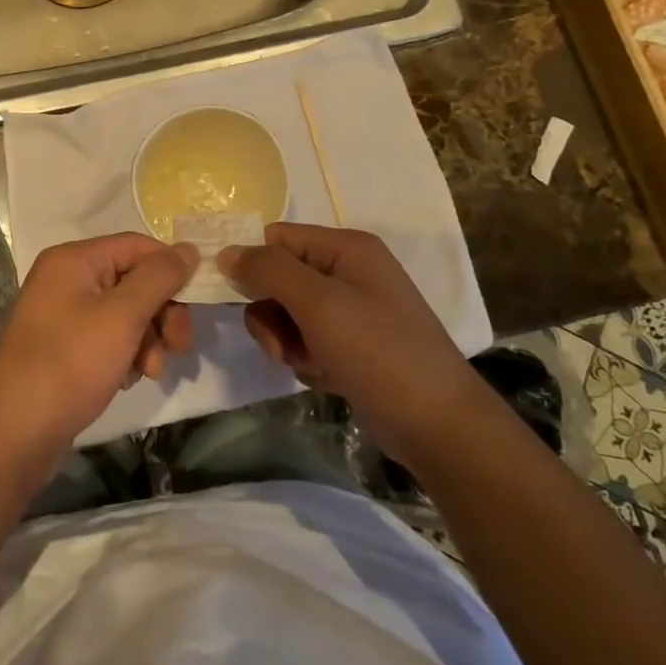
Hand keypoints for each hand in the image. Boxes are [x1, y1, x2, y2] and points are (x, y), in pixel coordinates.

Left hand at [0, 234, 198, 455]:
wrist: (14, 434)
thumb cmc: (69, 364)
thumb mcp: (122, 316)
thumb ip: (159, 278)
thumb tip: (189, 248)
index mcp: (74, 260)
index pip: (137, 246)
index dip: (170, 270)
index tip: (197, 304)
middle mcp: (67, 279)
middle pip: (133, 280)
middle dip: (161, 313)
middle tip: (179, 346)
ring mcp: (63, 315)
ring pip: (126, 313)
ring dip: (147, 340)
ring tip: (150, 372)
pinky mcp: (64, 347)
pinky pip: (108, 338)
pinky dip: (126, 355)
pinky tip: (126, 380)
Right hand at [219, 223, 470, 462]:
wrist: (438, 426)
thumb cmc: (379, 352)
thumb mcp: (319, 304)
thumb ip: (269, 271)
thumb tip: (227, 251)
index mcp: (346, 248)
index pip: (277, 238)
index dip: (251, 262)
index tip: (229, 294)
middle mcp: (348, 272)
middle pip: (279, 278)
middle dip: (271, 314)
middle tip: (279, 344)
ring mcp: (352, 311)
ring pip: (287, 314)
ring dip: (286, 341)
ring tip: (308, 364)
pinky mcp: (351, 346)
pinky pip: (306, 341)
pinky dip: (305, 359)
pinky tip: (325, 377)